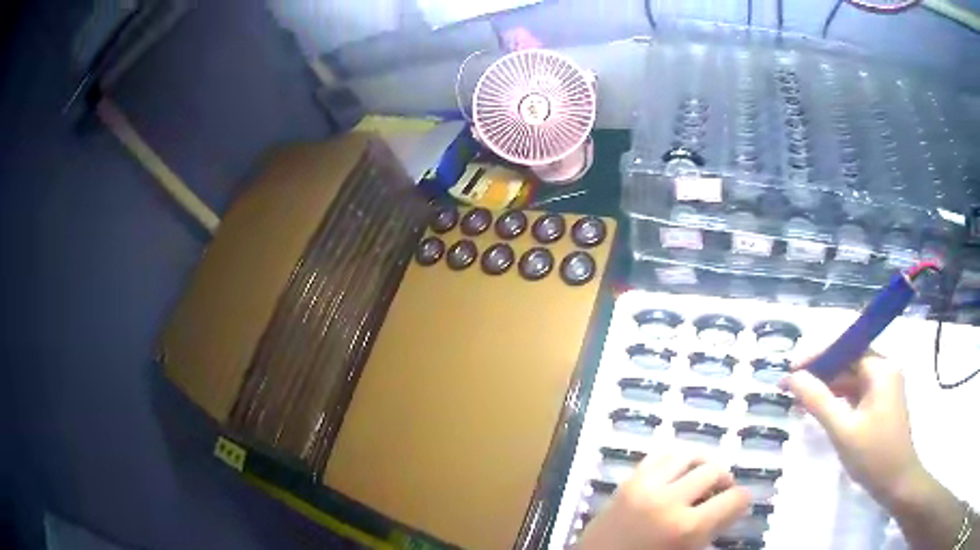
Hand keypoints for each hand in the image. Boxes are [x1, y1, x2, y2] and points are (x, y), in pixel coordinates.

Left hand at [576, 451, 749, 549]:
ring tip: (701, 479)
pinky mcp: (626, 481)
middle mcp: (669, 500)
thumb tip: (732, 507)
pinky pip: (659, 456)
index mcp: (687, 528)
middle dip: (724, 481)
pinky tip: (677, 473)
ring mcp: (645, 487)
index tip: (738, 505)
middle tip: (720, 493)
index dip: (742, 501)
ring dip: (702, 464)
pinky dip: (674, 459)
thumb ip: (709, 531)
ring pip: (688, 455)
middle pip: (714, 470)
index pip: (735, 498)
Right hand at [781, 354, 928, 508]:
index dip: (817, 355)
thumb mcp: (843, 430)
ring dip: (826, 387)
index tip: (791, 370)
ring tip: (799, 400)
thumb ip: (818, 401)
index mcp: (880, 368)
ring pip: (851, 377)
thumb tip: (793, 378)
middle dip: (819, 372)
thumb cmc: (873, 455)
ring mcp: (884, 385)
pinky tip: (820, 409)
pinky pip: (856, 392)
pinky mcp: (881, 401)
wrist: (896, 482)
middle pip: (848, 360)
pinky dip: (837, 399)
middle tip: (791, 388)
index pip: (846, 347)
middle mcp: (884, 368)